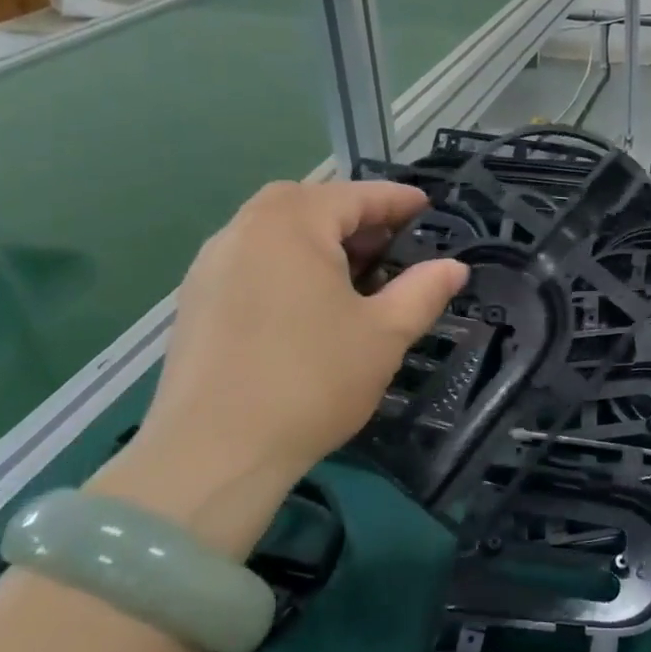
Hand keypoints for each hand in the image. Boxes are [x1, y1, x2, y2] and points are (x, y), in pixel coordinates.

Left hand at [91, 181, 466, 557]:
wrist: (212, 455)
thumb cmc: (311, 380)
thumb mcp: (385, 333)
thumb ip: (424, 291)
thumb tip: (454, 267)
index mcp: (291, 223)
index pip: (356, 196)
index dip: (398, 202)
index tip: (429, 208)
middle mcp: (244, 229)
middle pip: (310, 205)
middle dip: (356, 218)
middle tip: (393, 246)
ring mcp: (211, 265)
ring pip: (276, 232)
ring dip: (320, 241)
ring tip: (355, 275)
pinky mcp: (195, 301)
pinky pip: (253, 261)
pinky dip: (288, 265)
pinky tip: (308, 304)